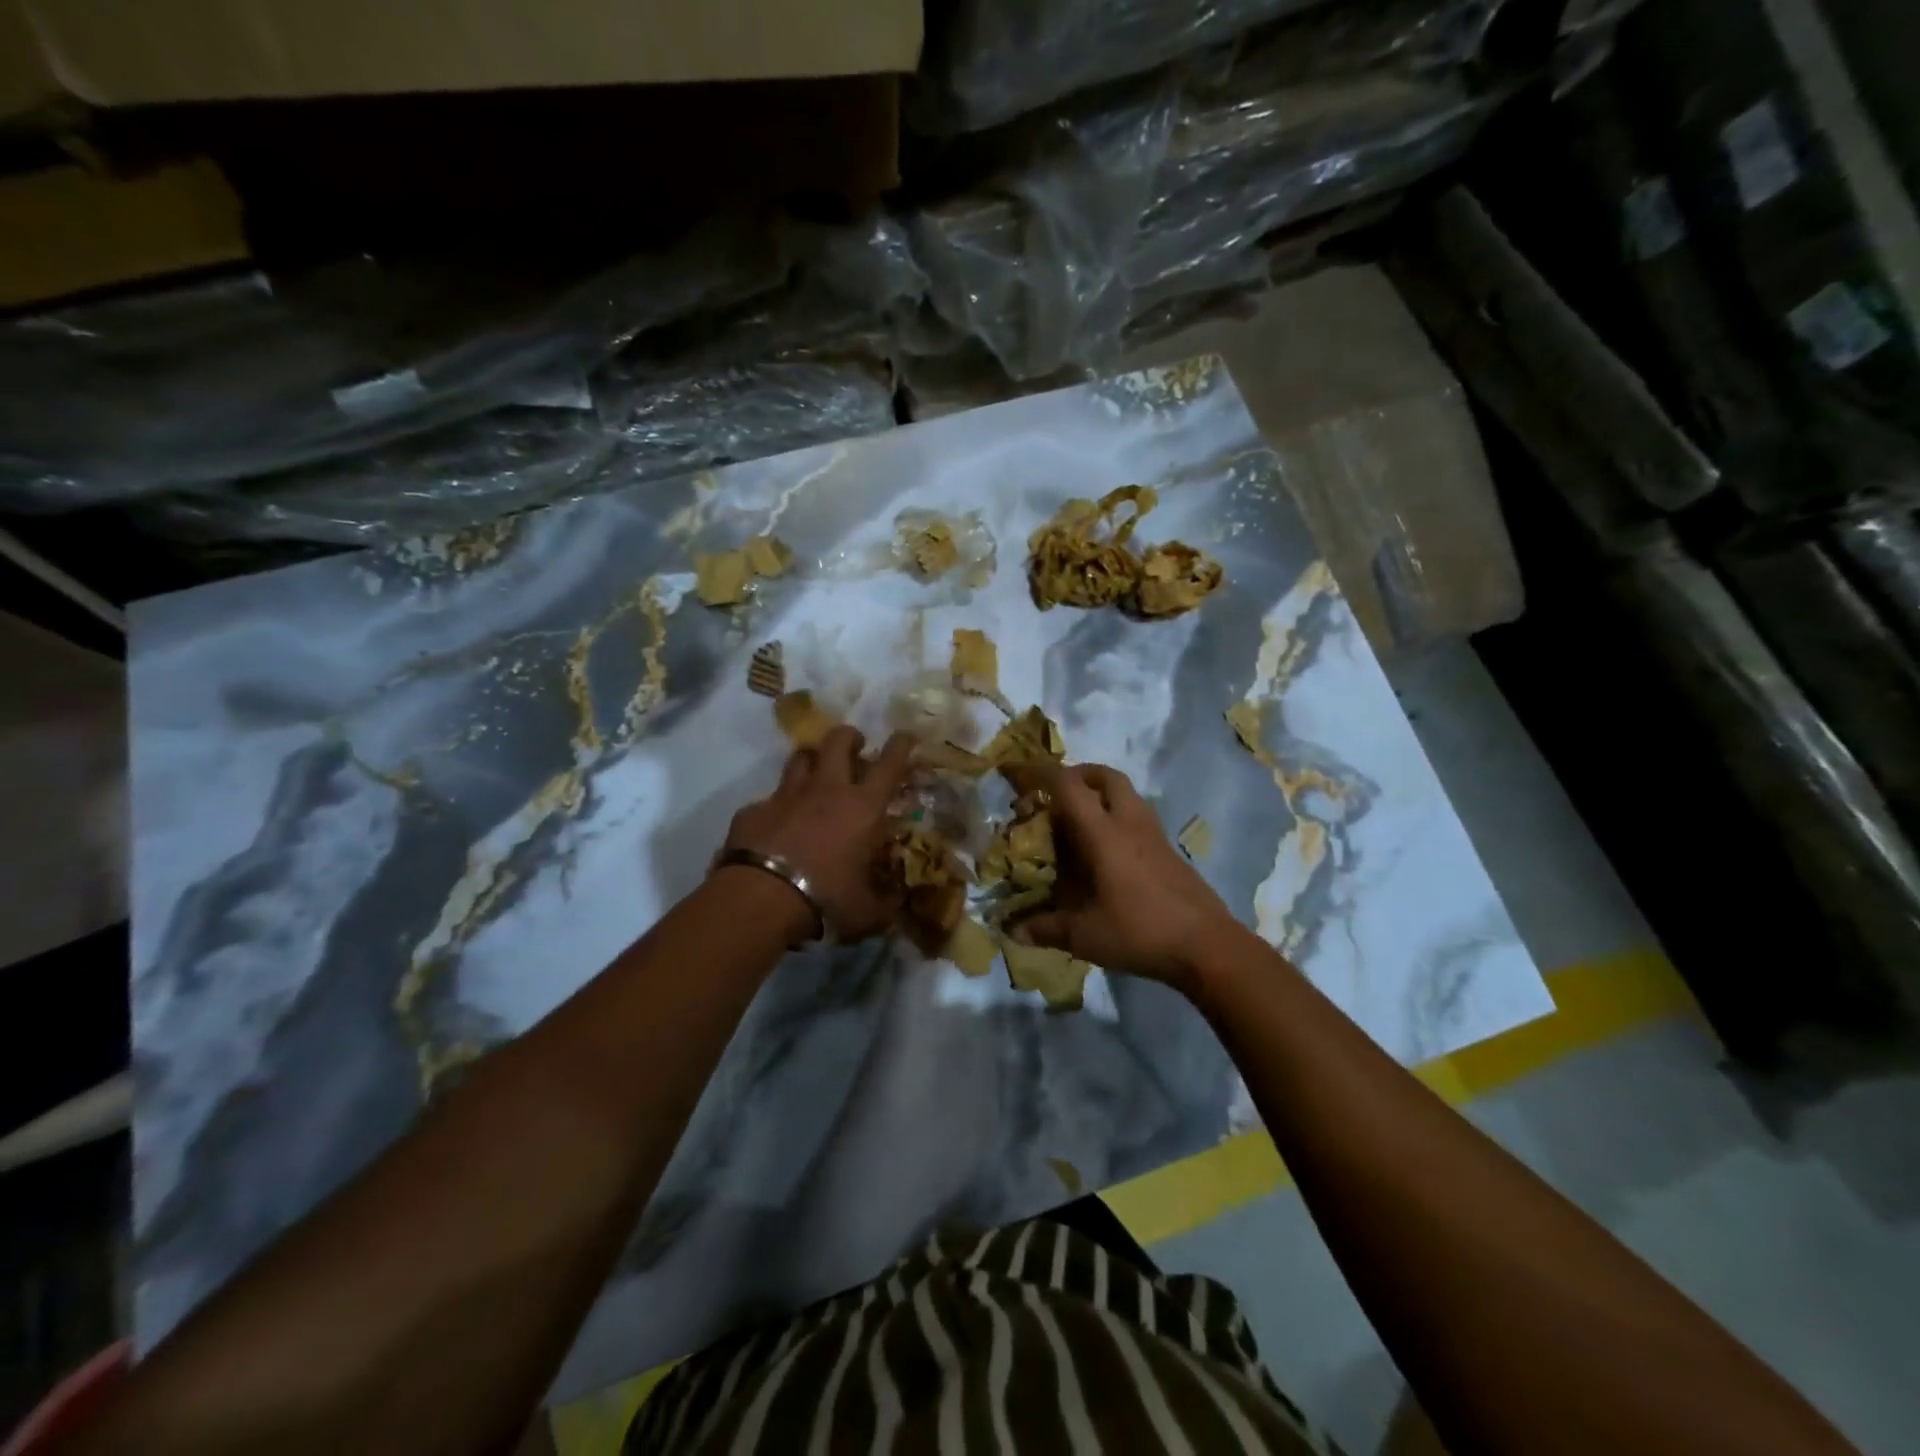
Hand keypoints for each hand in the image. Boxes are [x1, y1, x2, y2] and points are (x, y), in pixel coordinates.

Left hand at [720, 726, 915, 942]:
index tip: (905, 736)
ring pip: (801, 757)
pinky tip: (777, 824)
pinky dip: (777, 806)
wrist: (760, 898)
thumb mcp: (866, 911)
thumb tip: (897, 903)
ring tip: (816, 772)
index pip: (889, 764)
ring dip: (812, 759)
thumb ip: (884, 903)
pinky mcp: (754, 809)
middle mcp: (827, 789)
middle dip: (849, 737)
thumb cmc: (825, 898)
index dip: (900, 746)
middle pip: (838, 741)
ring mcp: (787, 795)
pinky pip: (769, 798)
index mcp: (863, 807)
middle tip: (854, 746)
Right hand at [1020, 763, 1244, 992]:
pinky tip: (1108, 849)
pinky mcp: (1170, 850)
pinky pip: (1139, 816)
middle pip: (1106, 776)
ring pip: (1127, 794)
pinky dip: (1118, 816)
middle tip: (1057, 791)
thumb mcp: (1084, 936)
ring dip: (1102, 793)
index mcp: (1103, 834)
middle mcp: (1129, 823)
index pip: (1070, 786)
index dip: (1043, 773)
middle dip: (1079, 774)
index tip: (1022, 774)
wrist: (1207, 945)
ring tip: (1080, 818)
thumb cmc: (1140, 932)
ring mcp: (1154, 835)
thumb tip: (1010, 931)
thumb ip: (1045, 929)